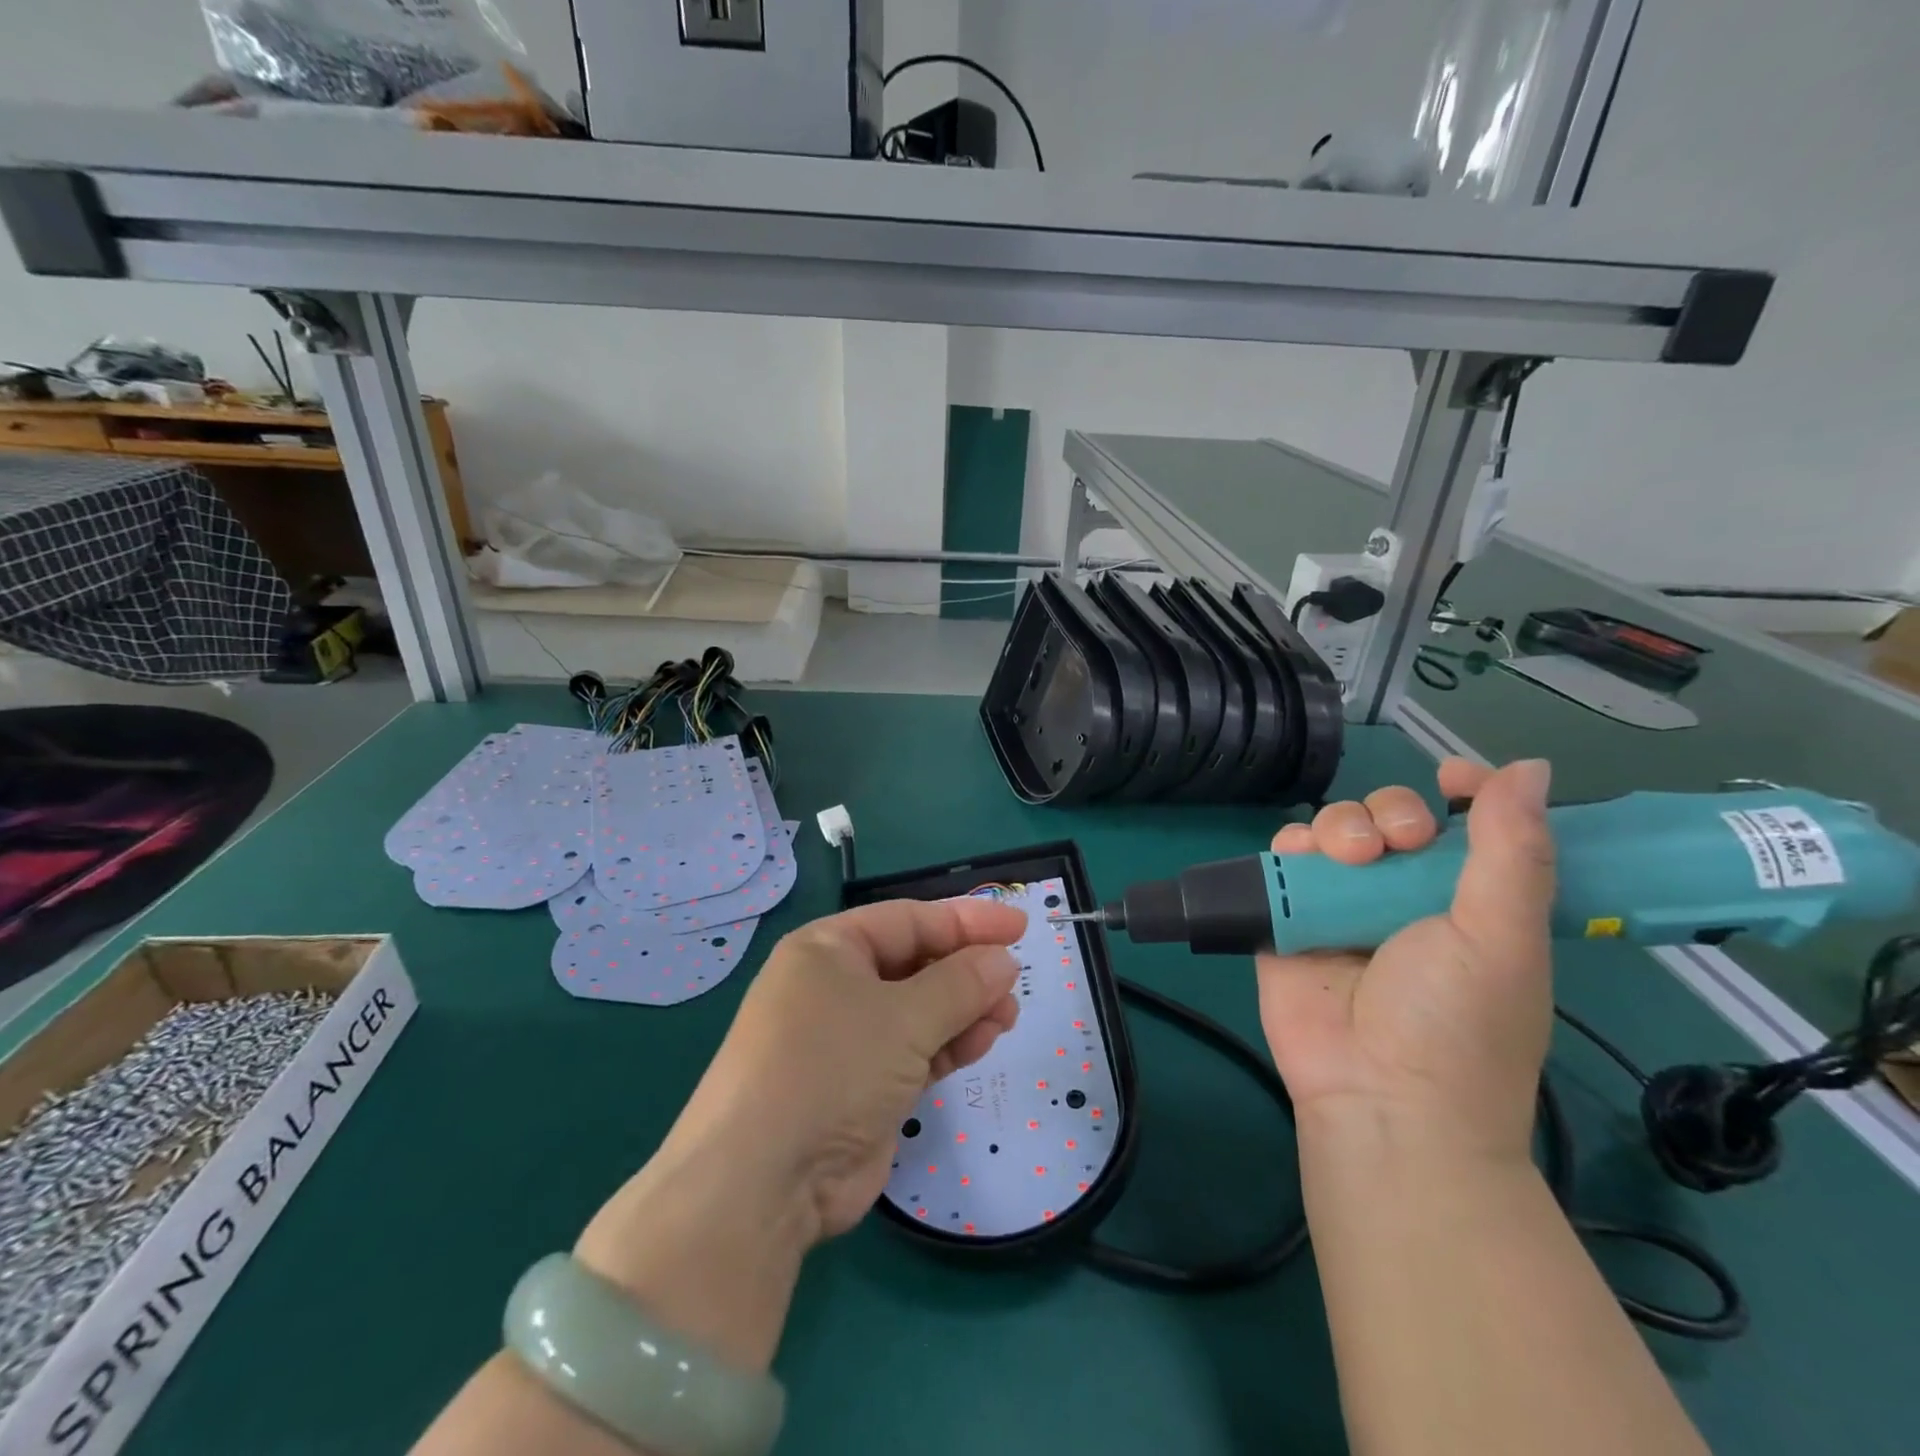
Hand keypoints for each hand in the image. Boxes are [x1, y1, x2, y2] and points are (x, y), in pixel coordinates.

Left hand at [672, 897, 1027, 1238]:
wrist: (763, 1184)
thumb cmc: (831, 1068)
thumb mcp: (904, 1017)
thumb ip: (961, 984)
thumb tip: (1003, 960)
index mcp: (829, 949)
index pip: (909, 920)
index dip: (966, 920)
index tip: (1018, 926)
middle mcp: (834, 986)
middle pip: (915, 964)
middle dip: (966, 971)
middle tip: (1014, 982)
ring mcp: (845, 1039)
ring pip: (918, 1010)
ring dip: (964, 1010)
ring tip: (1007, 1017)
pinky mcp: (860, 1086)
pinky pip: (914, 1050)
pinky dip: (948, 1044)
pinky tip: (982, 1043)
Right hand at [1256, 758, 1555, 1162]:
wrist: (1379, 1094)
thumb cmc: (1458, 1020)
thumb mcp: (1501, 936)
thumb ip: (1512, 850)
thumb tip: (1529, 767)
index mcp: (1467, 899)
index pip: (1465, 826)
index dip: (1461, 791)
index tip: (1450, 777)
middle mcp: (1403, 896)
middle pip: (1388, 818)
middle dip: (1389, 812)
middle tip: (1395, 843)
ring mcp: (1342, 906)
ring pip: (1333, 830)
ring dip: (1337, 824)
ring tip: (1344, 857)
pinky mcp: (1290, 919)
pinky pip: (1284, 862)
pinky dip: (1288, 847)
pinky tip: (1298, 857)